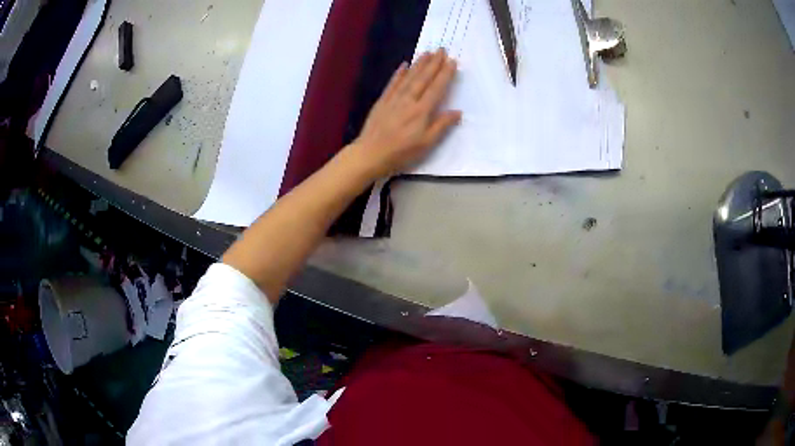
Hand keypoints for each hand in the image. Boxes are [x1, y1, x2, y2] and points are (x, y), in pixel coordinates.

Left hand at [349, 48, 461, 178]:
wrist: (370, 154)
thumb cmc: (401, 153)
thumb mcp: (426, 144)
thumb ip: (441, 126)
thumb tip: (457, 111)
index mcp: (422, 111)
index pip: (437, 88)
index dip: (445, 74)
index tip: (452, 61)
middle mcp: (409, 100)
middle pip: (423, 78)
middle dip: (434, 63)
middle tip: (441, 49)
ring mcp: (394, 99)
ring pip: (409, 77)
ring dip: (419, 64)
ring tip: (427, 52)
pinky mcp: (382, 101)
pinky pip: (393, 83)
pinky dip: (399, 73)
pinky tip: (404, 65)